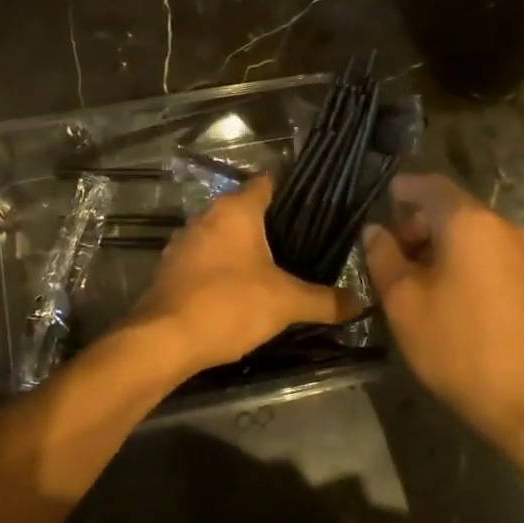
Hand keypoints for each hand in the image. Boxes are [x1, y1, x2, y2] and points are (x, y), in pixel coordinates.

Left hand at [125, 174, 356, 379]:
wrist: (163, 339)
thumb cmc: (229, 305)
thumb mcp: (286, 304)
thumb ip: (325, 300)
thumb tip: (360, 301)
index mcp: (235, 210)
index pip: (268, 183)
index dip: (292, 191)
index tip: (316, 206)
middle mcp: (206, 215)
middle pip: (245, 210)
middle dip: (271, 225)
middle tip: (303, 246)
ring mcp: (184, 241)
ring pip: (222, 235)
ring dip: (244, 249)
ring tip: (275, 270)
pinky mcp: (170, 267)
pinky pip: (205, 258)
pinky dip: (222, 268)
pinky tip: (239, 291)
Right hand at [364, 174, 523, 448]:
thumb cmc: (459, 345)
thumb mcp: (404, 301)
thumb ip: (383, 257)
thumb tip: (375, 230)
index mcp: (469, 223)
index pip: (432, 185)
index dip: (405, 187)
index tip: (384, 194)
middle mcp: (501, 228)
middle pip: (452, 209)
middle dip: (417, 223)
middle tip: (390, 252)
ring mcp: (522, 256)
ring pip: (470, 234)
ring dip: (438, 245)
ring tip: (412, 278)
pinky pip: (487, 254)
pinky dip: (461, 260)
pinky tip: (444, 294)